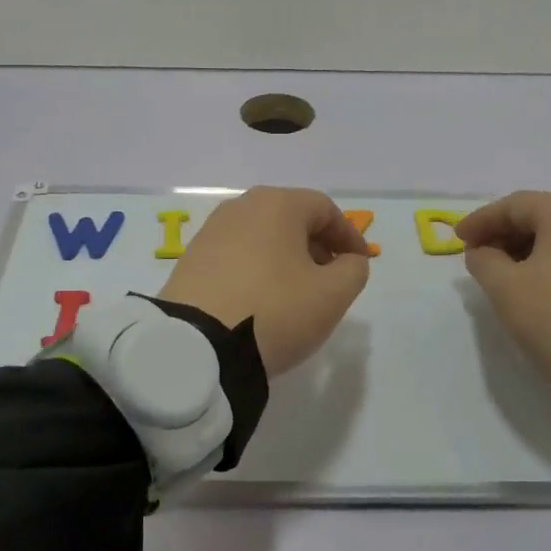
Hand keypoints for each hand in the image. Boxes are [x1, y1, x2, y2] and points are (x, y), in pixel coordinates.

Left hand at [158, 187, 371, 375]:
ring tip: (296, 294)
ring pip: (262, 238)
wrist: (197, 346)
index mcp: (277, 204)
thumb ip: (353, 270)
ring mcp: (210, 233)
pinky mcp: (190, 261)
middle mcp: (240, 208)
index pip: (325, 209)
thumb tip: (347, 261)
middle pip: (290, 219)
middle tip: (330, 279)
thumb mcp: (332, 295)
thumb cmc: (275, 311)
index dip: (349, 236)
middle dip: (317, 246)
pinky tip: (261, 302)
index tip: (360, 264)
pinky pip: (236, 257)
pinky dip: (257, 271)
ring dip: (286, 259)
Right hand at [457, 190, 550, 401]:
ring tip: (499, 275)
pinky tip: (532, 287)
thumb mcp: (506, 289)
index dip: (481, 220)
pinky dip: (546, 263)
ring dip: (523, 250)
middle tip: (476, 258)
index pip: (514, 205)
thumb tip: (482, 252)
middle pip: (539, 216)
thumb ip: (484, 262)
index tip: (457, 240)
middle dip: (502, 234)